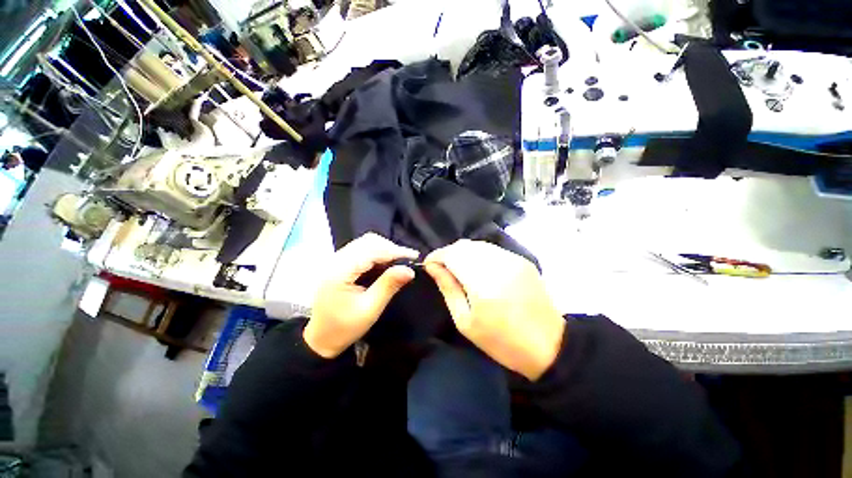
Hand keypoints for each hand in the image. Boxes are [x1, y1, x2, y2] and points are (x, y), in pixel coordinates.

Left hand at [303, 233, 418, 357]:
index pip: (371, 250)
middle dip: (390, 248)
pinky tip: (385, 263)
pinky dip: (376, 253)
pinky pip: (361, 250)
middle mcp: (336, 260)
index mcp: (340, 272)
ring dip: (384, 249)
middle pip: (368, 242)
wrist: (320, 338)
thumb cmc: (344, 328)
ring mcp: (336, 260)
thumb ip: (388, 286)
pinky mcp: (339, 263)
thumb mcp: (370, 309)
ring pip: (365, 243)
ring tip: (399, 261)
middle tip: (407, 260)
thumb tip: (409, 270)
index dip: (395, 251)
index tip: (414, 256)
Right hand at [424, 240, 564, 379]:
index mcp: (482, 284)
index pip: (452, 255)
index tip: (429, 264)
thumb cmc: (501, 341)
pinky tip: (478, 269)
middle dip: (448, 253)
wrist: (549, 345)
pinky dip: (479, 255)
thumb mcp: (465, 322)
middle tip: (442, 268)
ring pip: (478, 244)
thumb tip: (433, 267)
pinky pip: (492, 249)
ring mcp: (513, 260)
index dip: (436, 255)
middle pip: (464, 245)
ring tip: (458, 268)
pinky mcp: (523, 260)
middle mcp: (498, 265)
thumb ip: (448, 288)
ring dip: (463, 253)